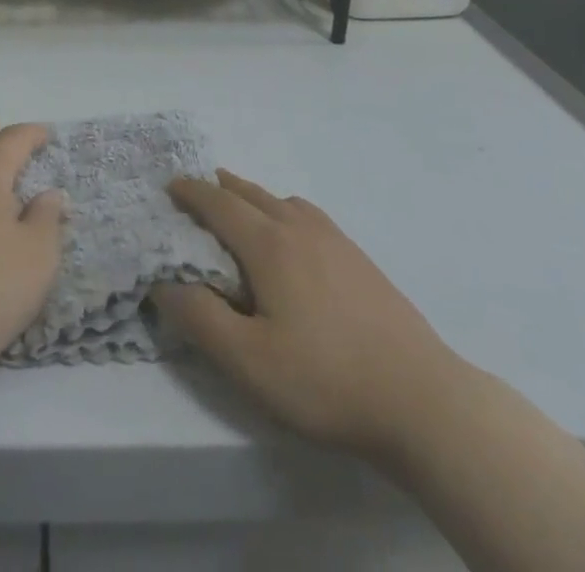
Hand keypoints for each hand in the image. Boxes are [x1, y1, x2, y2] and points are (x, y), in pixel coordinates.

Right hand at [151, 171, 467, 459]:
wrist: (422, 399)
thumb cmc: (325, 379)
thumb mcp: (248, 361)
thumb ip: (200, 318)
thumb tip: (163, 282)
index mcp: (269, 244)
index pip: (219, 204)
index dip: (191, 193)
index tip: (169, 186)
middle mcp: (299, 228)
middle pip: (251, 194)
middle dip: (219, 189)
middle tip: (197, 191)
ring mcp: (335, 240)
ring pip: (282, 201)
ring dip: (252, 196)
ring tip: (240, 206)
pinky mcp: (359, 259)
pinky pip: (308, 215)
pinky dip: (284, 210)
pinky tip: (292, 235)